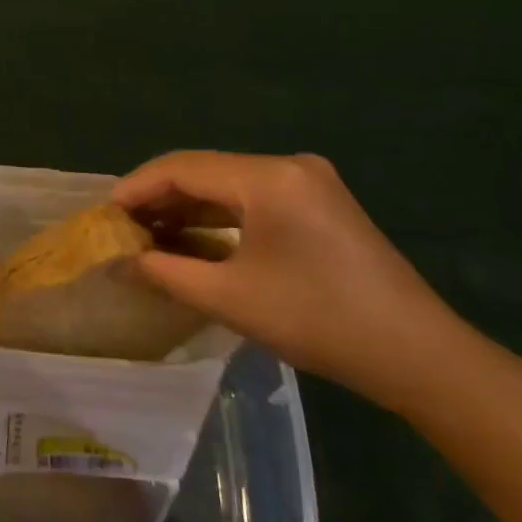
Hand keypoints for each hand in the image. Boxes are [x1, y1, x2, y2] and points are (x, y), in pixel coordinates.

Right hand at [114, 151, 460, 410]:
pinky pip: (252, 199)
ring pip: (227, 184)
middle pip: (205, 170)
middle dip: (159, 197)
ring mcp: (307, 182)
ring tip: (146, 234)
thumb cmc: (319, 321)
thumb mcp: (231, 298)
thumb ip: (169, 272)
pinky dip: (218, 216)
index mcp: (268, 177)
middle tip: (121, 226)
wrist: (417, 355)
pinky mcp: (317, 203)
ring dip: (187, 207)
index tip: (104, 213)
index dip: (138, 187)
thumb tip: (126, 260)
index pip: (184, 167)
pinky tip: (191, 237)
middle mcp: (288, 166)